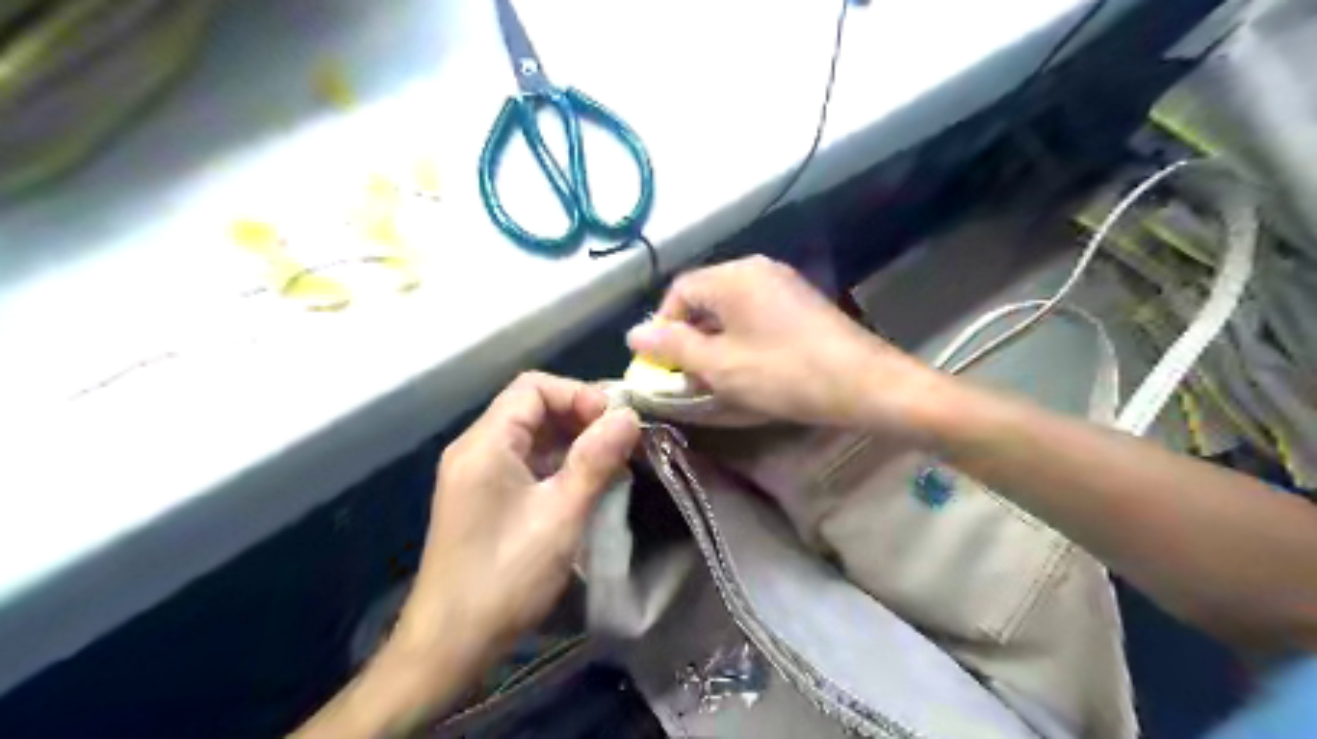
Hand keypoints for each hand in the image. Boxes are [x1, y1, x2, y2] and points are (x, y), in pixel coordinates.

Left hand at [399, 374, 639, 658]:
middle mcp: (476, 449)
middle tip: (622, 439)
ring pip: (531, 436)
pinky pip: (526, 462)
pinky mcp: (484, 498)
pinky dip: (559, 463)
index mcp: (485, 444)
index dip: (578, 394)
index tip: (615, 421)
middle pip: (532, 408)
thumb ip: (595, 459)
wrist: (450, 645)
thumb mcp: (560, 514)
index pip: (533, 387)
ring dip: (573, 441)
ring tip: (613, 460)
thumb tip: (629, 416)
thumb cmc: (506, 576)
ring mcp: (477, 474)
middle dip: (580, 416)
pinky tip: (587, 483)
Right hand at [625, 253, 923, 428]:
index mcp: (733, 276)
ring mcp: (783, 284)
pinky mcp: (800, 303)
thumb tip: (635, 333)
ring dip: (713, 339)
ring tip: (713, 375)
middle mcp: (757, 269)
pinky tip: (746, 367)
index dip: (662, 327)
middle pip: (705, 297)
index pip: (679, 291)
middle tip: (685, 374)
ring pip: (730, 308)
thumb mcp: (720, 365)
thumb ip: (674, 347)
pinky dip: (740, 338)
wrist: (863, 383)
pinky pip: (755, 314)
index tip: (661, 364)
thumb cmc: (784, 373)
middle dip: (688, 335)